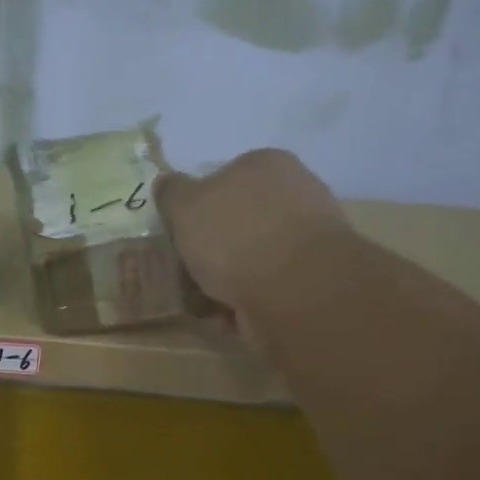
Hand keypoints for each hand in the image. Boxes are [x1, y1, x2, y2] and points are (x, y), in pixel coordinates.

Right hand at [154, 149, 355, 338]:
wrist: (294, 290)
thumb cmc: (234, 236)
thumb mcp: (185, 205)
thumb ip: (172, 192)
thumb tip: (166, 182)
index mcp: (265, 164)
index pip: (223, 179)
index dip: (197, 208)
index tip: (180, 235)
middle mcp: (294, 193)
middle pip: (238, 221)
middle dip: (212, 249)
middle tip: (187, 270)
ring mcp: (308, 238)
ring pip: (251, 258)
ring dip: (226, 280)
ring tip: (203, 301)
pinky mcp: (313, 279)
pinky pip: (266, 287)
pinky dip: (246, 301)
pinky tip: (229, 315)